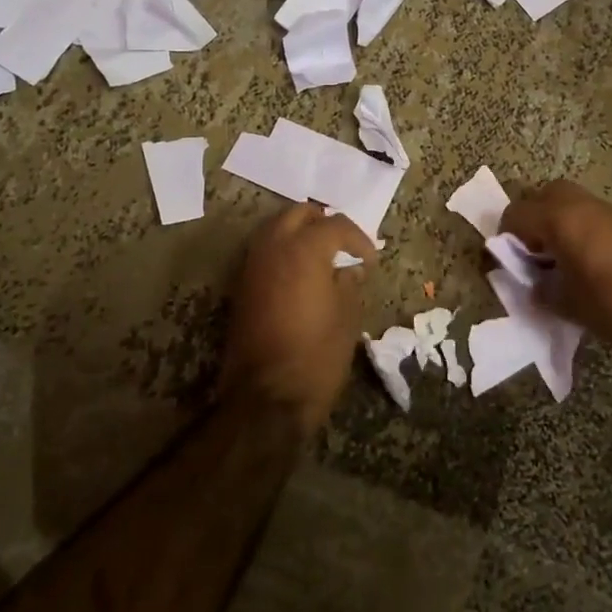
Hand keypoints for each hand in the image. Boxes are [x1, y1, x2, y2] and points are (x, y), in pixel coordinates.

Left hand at [222, 203, 376, 436]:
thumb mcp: (347, 317)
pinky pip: (264, 252)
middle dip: (323, 222)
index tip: (370, 261)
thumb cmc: (317, 354)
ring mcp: (252, 266)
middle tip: (343, 245)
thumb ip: (349, 284)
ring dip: (299, 233)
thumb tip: (349, 270)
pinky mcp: (241, 287)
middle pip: (298, 214)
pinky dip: (283, 252)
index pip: (336, 225)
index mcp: (304, 249)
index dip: (358, 240)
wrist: (266, 398)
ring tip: (322, 257)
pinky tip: (301, 275)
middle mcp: (273, 247)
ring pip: (275, 229)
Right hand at [499, 180, 611, 349]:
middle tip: (529, 256)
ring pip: (561, 201)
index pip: (513, 215)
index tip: (503, 267)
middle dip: (526, 222)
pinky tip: (578, 260)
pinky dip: (570, 227)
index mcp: (557, 219)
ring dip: (549, 222)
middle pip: (537, 196)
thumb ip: (540, 291)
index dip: (502, 240)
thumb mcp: (567, 304)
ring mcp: (600, 208)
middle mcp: (575, 204)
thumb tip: (532, 285)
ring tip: (552, 259)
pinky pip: (581, 212)